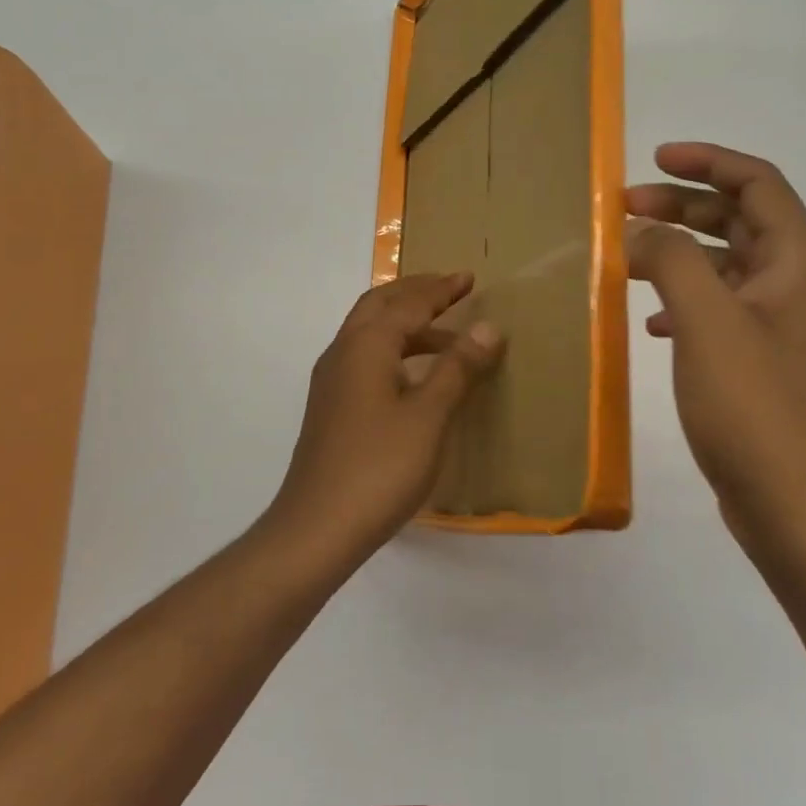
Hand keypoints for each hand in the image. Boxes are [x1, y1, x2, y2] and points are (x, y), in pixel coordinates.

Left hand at [262, 273, 501, 570]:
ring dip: (406, 325)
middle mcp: (343, 353)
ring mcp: (332, 381)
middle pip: (380, 306)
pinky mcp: (331, 408)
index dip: (441, 289)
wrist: (317, 528)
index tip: (469, 278)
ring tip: (448, 338)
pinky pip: (366, 359)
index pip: (408, 303)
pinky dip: (394, 351)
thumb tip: (487, 326)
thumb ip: (457, 368)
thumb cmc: (380, 467)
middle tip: (452, 291)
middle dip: (416, 294)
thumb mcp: (429, 416)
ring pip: (370, 334)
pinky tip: (415, 377)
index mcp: (365, 346)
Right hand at [626, 143, 805, 571]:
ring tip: (625, 259)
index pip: (756, 183)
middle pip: (738, 221)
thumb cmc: (757, 406)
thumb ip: (671, 260)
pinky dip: (682, 301)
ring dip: (677, 254)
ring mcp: (780, 329)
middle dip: (681, 206)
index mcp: (797, 262)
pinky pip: (718, 311)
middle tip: (623, 209)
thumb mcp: (707, 321)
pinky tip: (649, 321)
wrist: (801, 508)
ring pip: (724, 267)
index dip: (707, 162)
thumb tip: (640, 231)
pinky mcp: (760, 365)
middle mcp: (795, 286)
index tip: (653, 159)